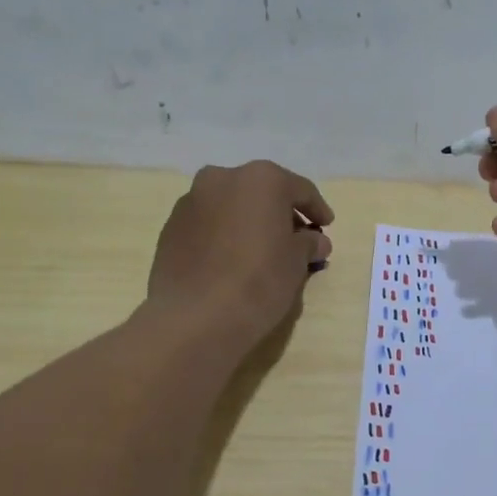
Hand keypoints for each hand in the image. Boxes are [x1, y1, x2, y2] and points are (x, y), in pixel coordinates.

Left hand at [148, 161, 333, 345]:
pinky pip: (208, 224)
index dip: (317, 209)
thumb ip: (308, 244)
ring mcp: (191, 201)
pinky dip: (224, 234)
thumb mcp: (297, 262)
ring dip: (249, 222)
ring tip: (262, 251)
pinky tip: (232, 260)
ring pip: (231, 205)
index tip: (326, 227)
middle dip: (280, 213)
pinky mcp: (171, 227)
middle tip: (295, 239)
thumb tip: (315, 241)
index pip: (300, 189)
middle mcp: (222, 178)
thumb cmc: (259, 280)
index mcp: (261, 179)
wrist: (195, 316)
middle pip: (261, 192)